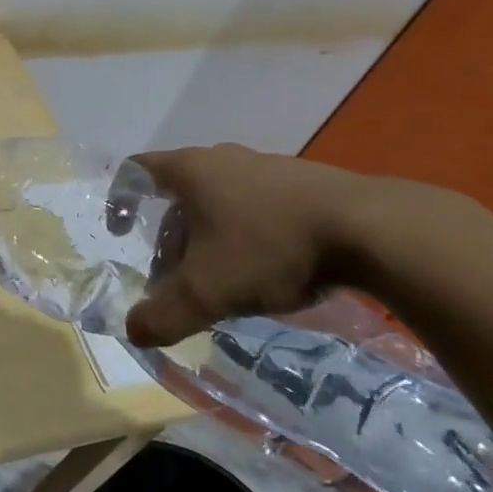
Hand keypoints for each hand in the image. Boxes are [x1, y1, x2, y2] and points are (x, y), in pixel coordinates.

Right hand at [122, 144, 378, 346]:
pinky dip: (248, 234)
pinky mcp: (307, 183)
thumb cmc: (270, 248)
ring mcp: (269, 167)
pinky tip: (270, 269)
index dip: (119, 200)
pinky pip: (259, 206)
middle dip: (169, 237)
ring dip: (209, 238)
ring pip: (221, 202)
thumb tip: (133, 332)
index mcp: (191, 171)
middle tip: (175, 276)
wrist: (373, 230)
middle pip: (179, 195)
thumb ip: (163, 315)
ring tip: (223, 279)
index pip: (136, 171)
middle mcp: (224, 159)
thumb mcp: (208, 292)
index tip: (120, 232)